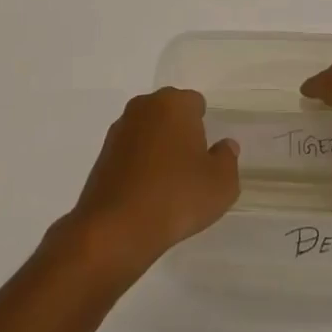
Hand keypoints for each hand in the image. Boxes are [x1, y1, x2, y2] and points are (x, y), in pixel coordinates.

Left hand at [62, 88, 239, 280]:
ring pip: (148, 130)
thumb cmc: (177, 197)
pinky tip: (146, 192)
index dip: (203, 126)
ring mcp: (120, 129)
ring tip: (167, 183)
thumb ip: (227, 159)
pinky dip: (139, 163)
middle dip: (180, 131)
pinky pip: (130, 150)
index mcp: (174, 104)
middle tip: (190, 166)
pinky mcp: (103, 153)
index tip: (205, 152)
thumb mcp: (221, 184)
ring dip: (157, 146)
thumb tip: (225, 146)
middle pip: (169, 112)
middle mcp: (144, 107)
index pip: (195, 103)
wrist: (117, 228)